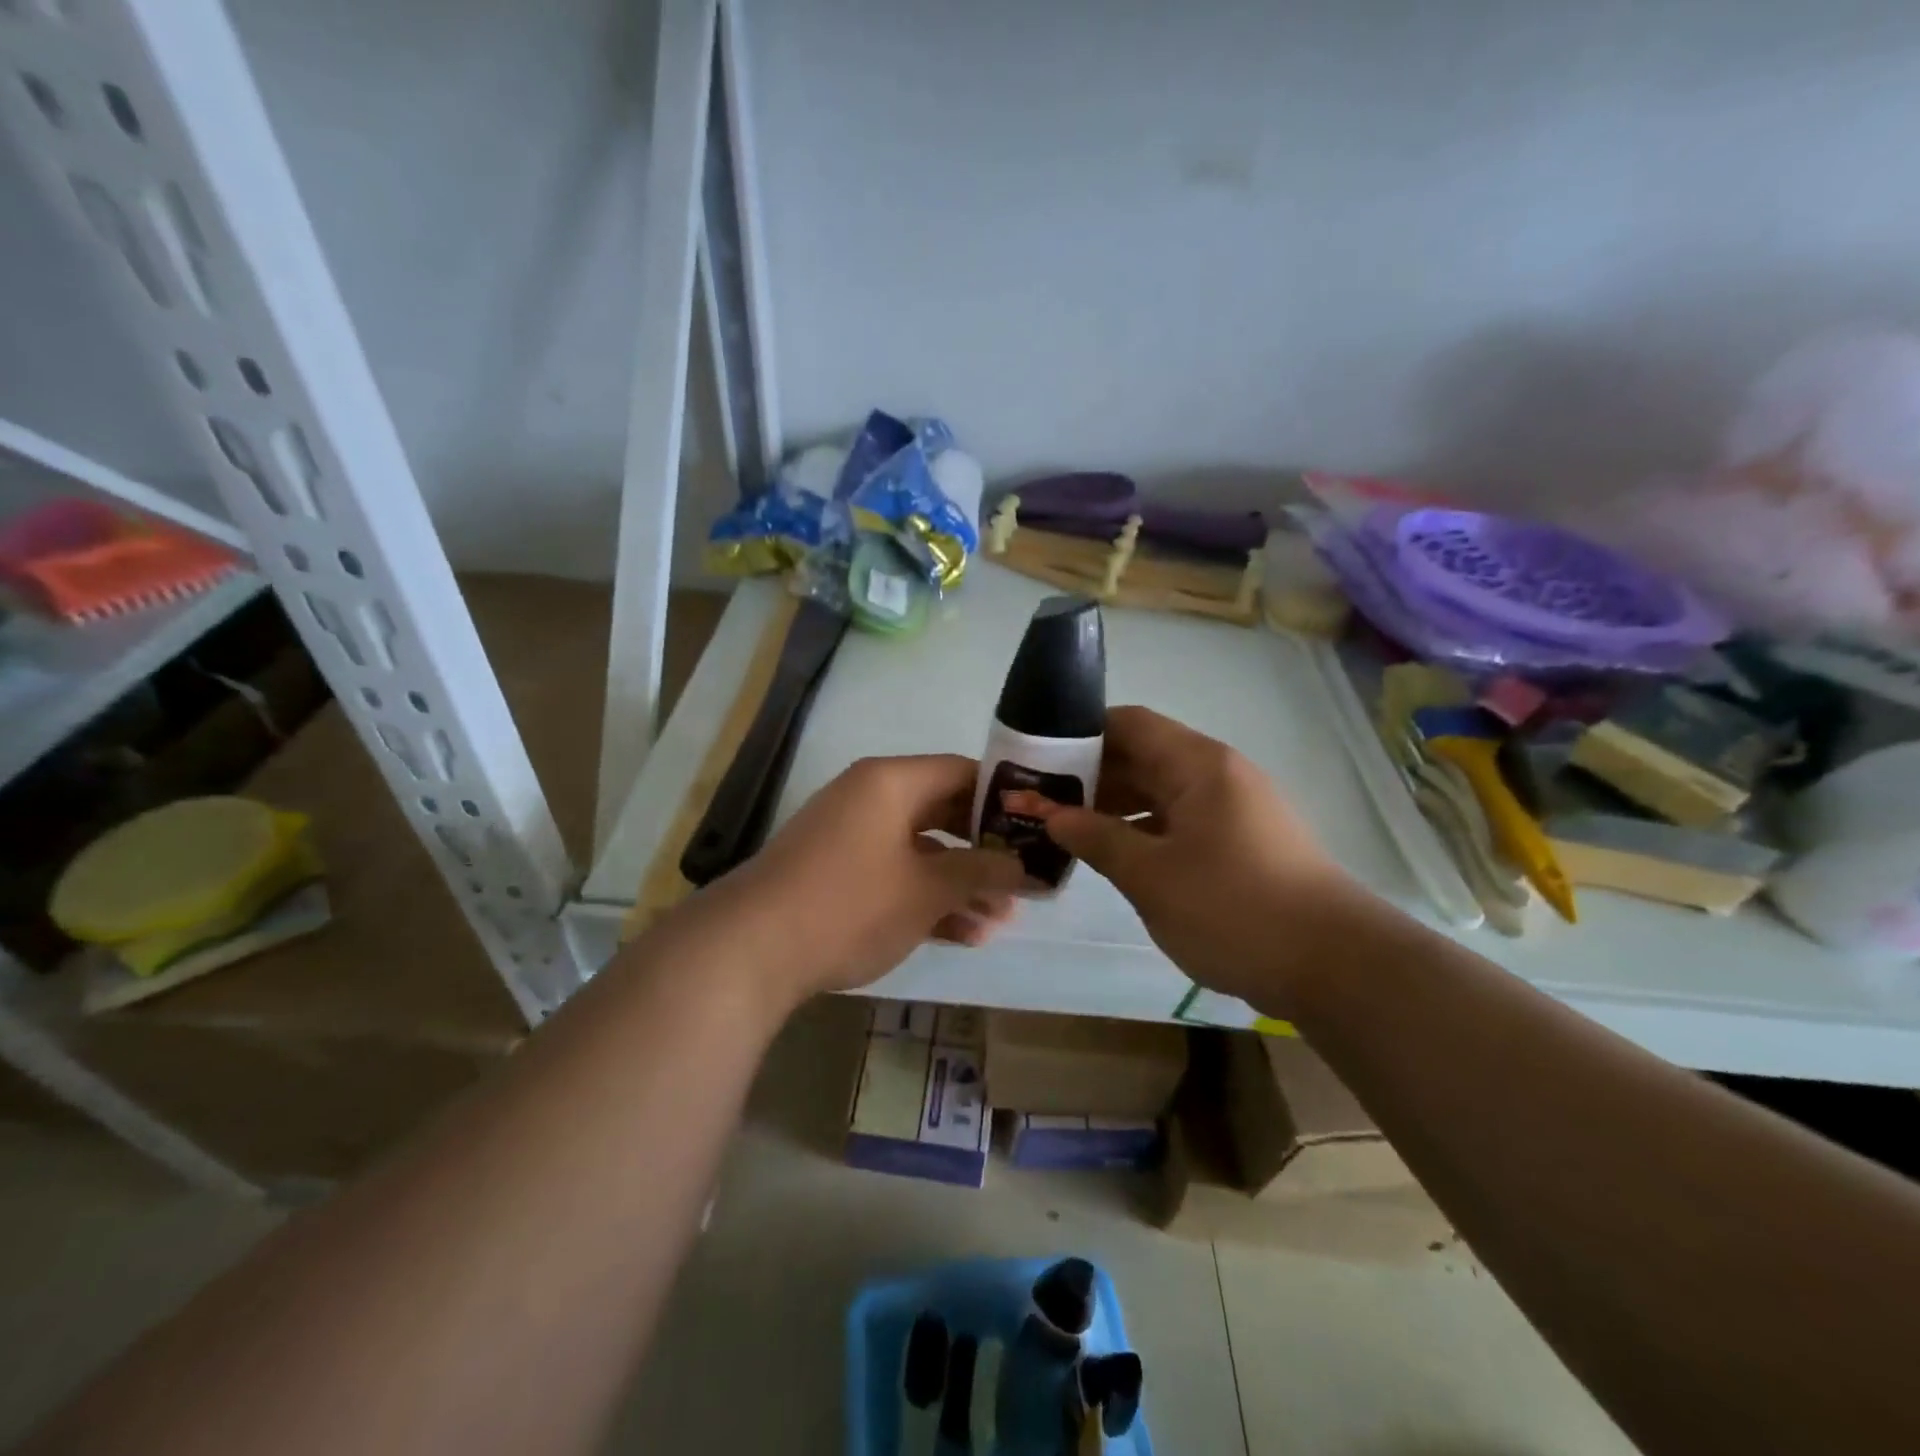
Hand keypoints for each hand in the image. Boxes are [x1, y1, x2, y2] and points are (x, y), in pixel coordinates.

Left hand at [690, 754, 1028, 1006]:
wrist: (750, 949)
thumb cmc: (850, 903)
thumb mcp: (926, 889)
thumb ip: (980, 872)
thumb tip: (1024, 867)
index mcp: (892, 782)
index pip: (962, 773)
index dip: (1004, 800)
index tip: (1036, 830)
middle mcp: (870, 798)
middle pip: (943, 813)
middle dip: (984, 851)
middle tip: (1022, 881)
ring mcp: (849, 836)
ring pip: (920, 850)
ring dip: (959, 883)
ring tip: (1000, 921)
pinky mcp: (835, 873)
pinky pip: (893, 874)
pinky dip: (924, 897)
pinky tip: (962, 935)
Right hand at [1007, 705, 1352, 1011]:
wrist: (1336, 965)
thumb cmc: (1235, 909)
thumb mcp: (1151, 876)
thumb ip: (1096, 839)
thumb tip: (1052, 816)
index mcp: (1198, 765)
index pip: (1129, 723)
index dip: (1080, 733)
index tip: (1037, 756)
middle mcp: (1216, 775)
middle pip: (1142, 756)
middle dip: (1089, 775)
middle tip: (1038, 799)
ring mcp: (1231, 810)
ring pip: (1159, 792)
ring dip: (1113, 806)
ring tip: (1063, 828)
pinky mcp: (1239, 843)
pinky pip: (1178, 821)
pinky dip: (1142, 831)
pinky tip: (1111, 854)